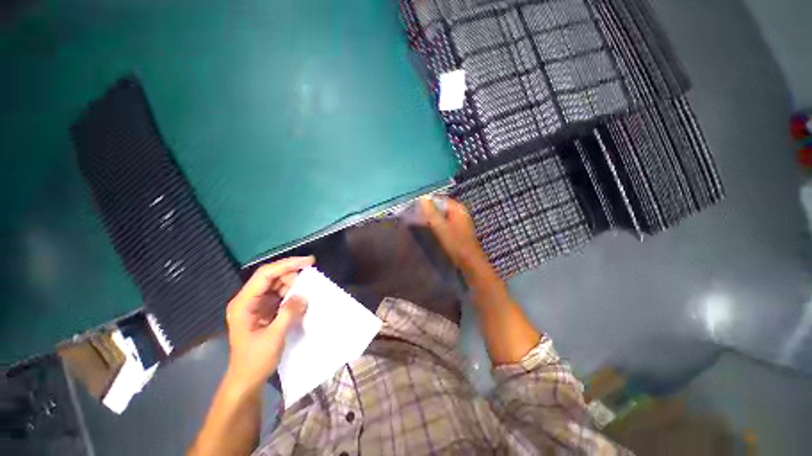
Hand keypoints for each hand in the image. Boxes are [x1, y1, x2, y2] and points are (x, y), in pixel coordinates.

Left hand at [225, 256, 313, 390]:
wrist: (247, 380)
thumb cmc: (255, 360)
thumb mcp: (274, 337)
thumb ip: (289, 313)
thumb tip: (304, 295)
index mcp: (244, 303)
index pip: (265, 274)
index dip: (287, 264)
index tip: (309, 262)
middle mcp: (249, 299)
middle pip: (272, 276)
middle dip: (292, 274)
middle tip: (311, 279)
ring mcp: (257, 304)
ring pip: (277, 284)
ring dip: (294, 284)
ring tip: (309, 288)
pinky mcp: (265, 310)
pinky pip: (281, 294)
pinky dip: (293, 293)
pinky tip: (302, 297)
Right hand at [419, 196, 486, 269]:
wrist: (470, 263)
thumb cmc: (456, 244)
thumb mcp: (441, 228)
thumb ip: (431, 213)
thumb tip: (423, 199)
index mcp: (458, 209)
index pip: (439, 200)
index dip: (427, 203)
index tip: (416, 210)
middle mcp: (461, 213)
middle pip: (441, 208)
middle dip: (430, 212)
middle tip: (417, 218)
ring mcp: (461, 222)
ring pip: (443, 217)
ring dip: (433, 220)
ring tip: (422, 225)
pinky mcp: (459, 231)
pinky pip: (446, 224)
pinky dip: (439, 226)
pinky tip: (432, 233)